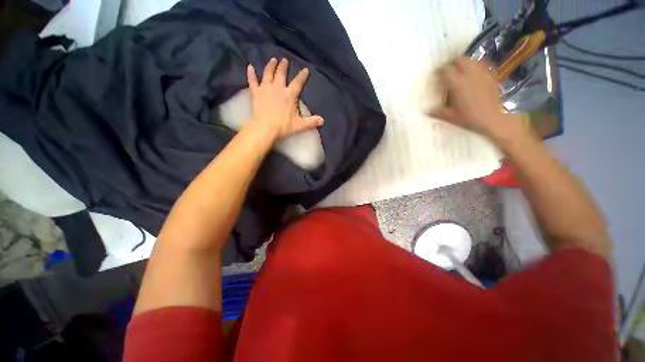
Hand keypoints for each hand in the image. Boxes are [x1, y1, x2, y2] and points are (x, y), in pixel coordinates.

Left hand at [246, 58, 323, 140]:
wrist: (265, 128)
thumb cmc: (283, 126)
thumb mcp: (299, 125)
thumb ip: (311, 122)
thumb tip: (322, 120)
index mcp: (289, 95)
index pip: (298, 83)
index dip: (302, 76)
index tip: (305, 69)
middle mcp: (278, 88)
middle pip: (281, 74)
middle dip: (283, 66)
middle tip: (284, 60)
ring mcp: (266, 89)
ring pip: (268, 74)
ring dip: (270, 66)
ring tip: (272, 60)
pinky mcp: (256, 93)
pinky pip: (252, 81)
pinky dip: (251, 74)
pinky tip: (249, 66)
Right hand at [432, 57, 522, 139]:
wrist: (492, 119)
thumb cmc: (468, 118)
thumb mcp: (449, 117)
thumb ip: (437, 112)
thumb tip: (426, 111)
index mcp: (457, 84)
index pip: (446, 70)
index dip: (440, 70)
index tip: (436, 74)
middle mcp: (470, 75)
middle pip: (460, 60)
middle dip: (453, 63)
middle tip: (449, 69)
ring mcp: (482, 74)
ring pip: (472, 60)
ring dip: (465, 63)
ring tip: (461, 70)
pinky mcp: (491, 76)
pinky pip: (482, 65)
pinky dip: (476, 66)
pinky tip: (473, 73)